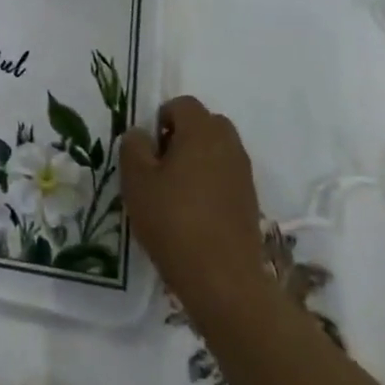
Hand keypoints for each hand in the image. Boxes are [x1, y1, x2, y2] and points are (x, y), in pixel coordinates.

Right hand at [120, 96, 268, 321]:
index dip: (161, 119)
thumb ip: (133, 147)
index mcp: (202, 130)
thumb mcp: (137, 181)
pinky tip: (194, 214)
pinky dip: (210, 184)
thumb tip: (141, 134)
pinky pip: (226, 176)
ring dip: (196, 160)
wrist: (223, 280)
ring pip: (216, 150)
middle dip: (181, 137)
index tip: (148, 150)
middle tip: (160, 167)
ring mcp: (243, 173)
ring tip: (175, 193)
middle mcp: (228, 143)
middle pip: (204, 124)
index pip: (182, 104)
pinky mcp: (250, 200)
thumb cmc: (174, 221)